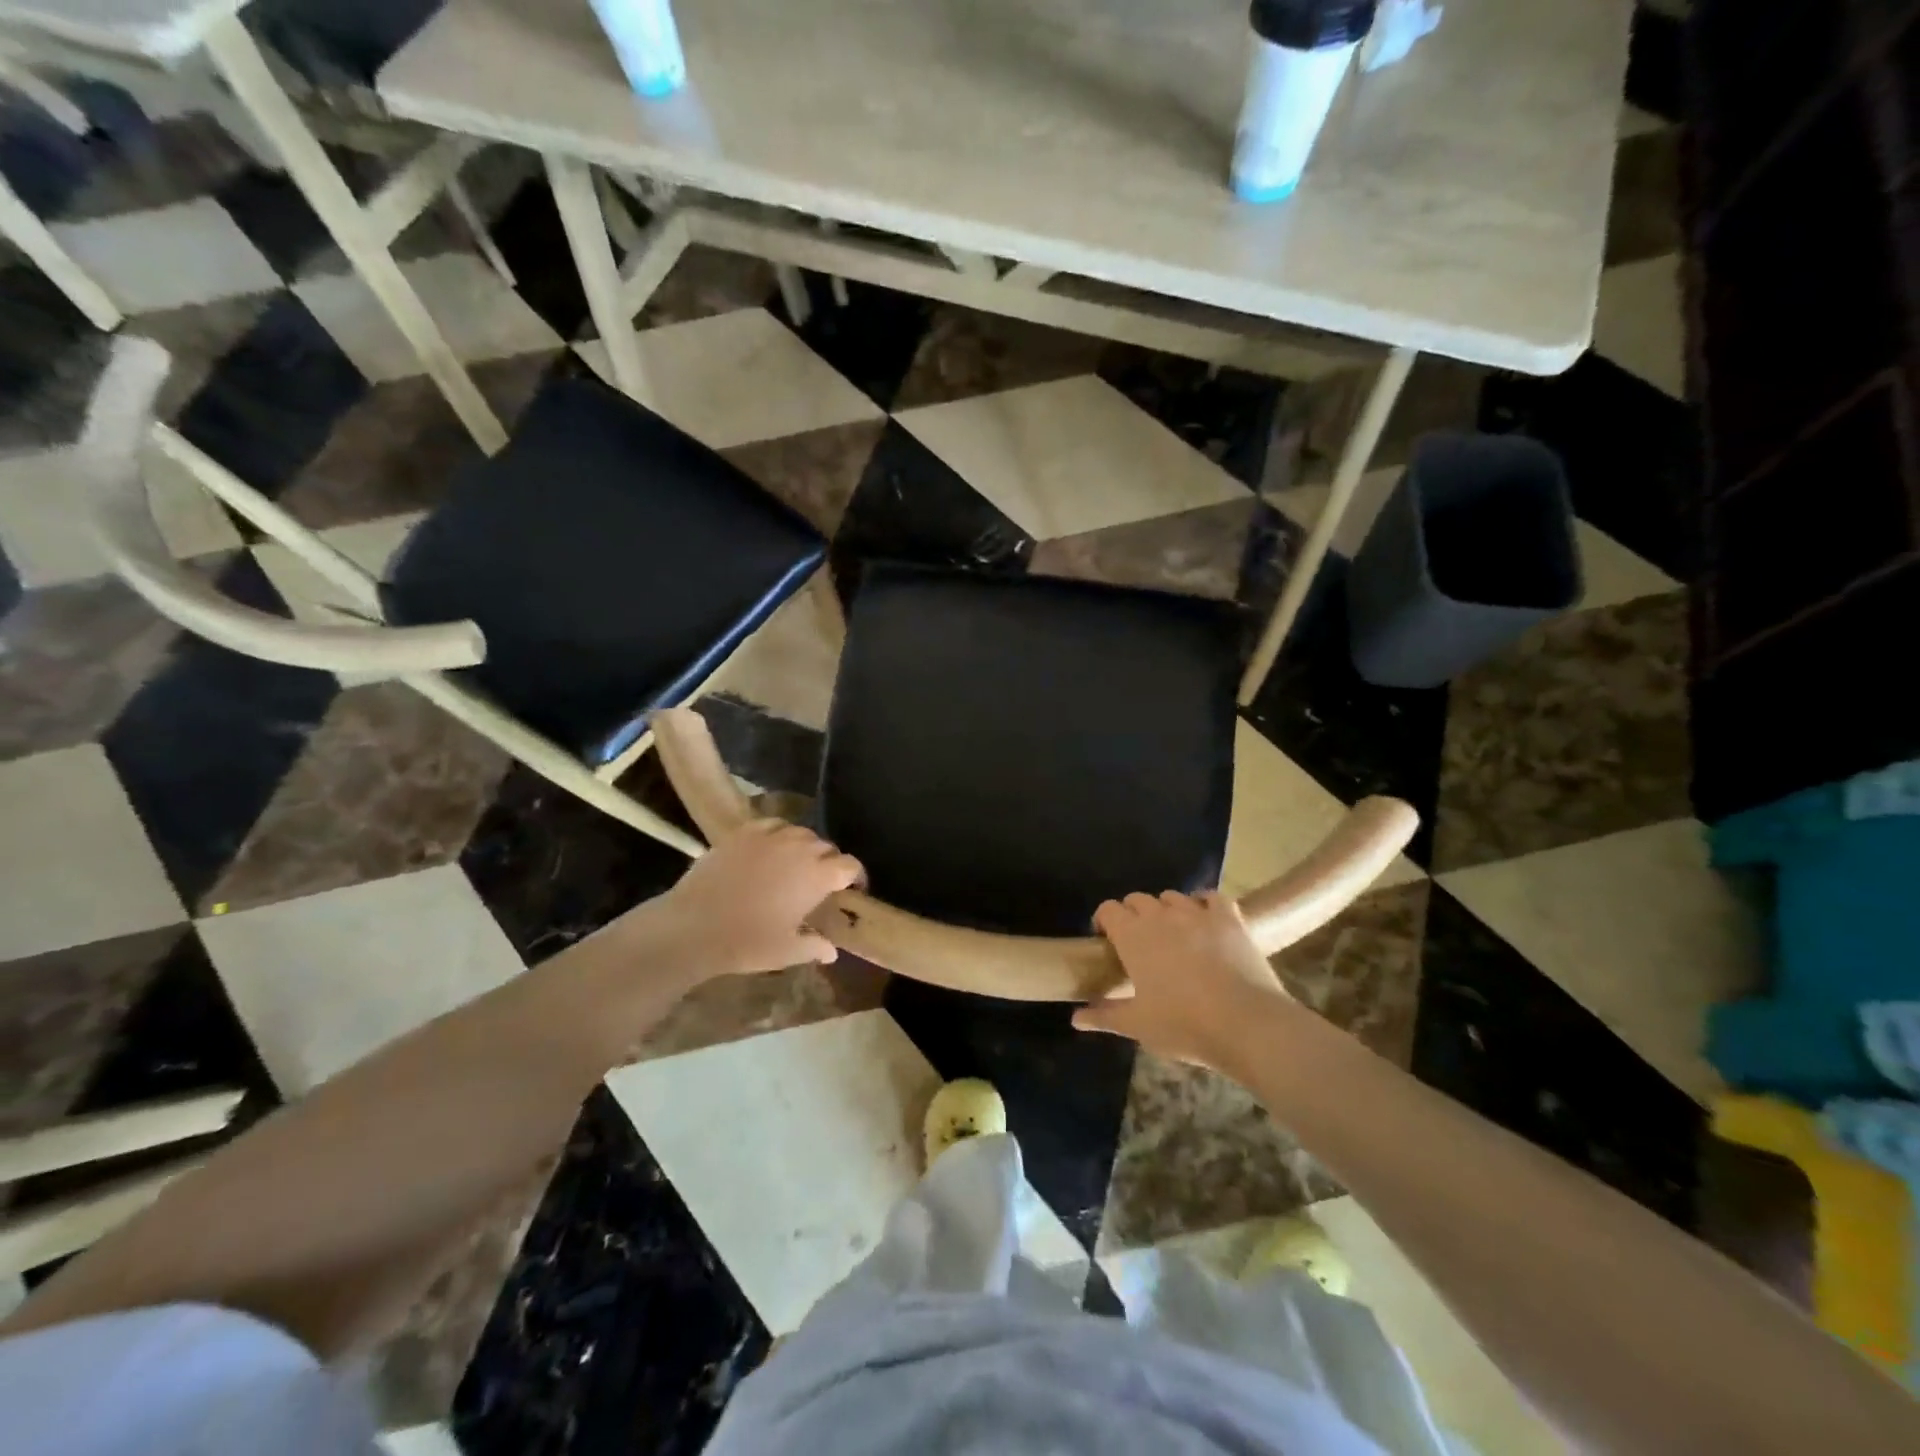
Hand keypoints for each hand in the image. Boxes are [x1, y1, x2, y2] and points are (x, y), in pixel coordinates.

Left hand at [645, 819, 864, 978]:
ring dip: (805, 847)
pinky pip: (773, 825)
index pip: (850, 866)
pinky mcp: (744, 832)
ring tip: (796, 863)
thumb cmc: (747, 942)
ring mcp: (771, 837)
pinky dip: (779, 834)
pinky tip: (771, 849)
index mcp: (818, 876)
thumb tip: (832, 951)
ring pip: (801, 833)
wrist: (694, 926)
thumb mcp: (787, 951)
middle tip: (821, 882)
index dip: (856, 876)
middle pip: (827, 847)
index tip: (852, 889)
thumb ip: (814, 947)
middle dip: (830, 862)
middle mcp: (800, 849)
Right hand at [1075, 891, 1287, 1066]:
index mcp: (1133, 936)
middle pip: (1137, 899)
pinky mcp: (1229, 918)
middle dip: (1133, 914)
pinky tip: (1205, 919)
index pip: (1108, 909)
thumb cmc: (1184, 1025)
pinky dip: (1204, 903)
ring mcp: (1197, 913)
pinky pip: (1211, 897)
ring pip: (1172, 896)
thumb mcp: (1138, 1025)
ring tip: (1172, 933)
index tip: (1106, 941)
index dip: (1104, 920)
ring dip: (1166, 909)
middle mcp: (1161, 915)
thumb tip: (1075, 1018)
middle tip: (1139, 943)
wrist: (1247, 1024)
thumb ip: (1104, 1016)